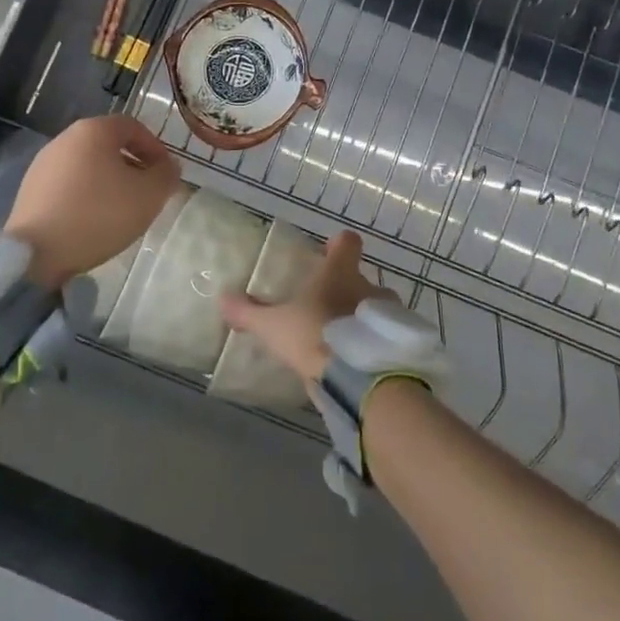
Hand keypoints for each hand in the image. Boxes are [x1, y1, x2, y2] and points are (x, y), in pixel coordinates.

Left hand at [6, 116, 179, 286]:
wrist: (36, 253)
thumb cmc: (99, 214)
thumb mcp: (149, 196)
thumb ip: (166, 175)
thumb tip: (168, 167)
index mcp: (94, 130)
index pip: (133, 127)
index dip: (155, 147)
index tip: (165, 173)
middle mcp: (65, 138)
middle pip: (108, 144)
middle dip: (132, 165)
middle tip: (146, 192)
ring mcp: (43, 164)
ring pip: (88, 165)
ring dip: (109, 181)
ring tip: (121, 210)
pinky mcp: (30, 189)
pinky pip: (68, 184)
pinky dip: (86, 195)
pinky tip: (93, 221)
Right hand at [219, 231, 390, 384]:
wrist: (359, 378)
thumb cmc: (314, 336)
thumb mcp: (273, 327)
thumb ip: (248, 312)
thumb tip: (222, 299)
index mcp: (340, 272)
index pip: (347, 242)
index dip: (338, 245)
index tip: (326, 255)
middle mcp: (369, 286)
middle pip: (361, 278)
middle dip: (348, 289)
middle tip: (327, 308)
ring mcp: (388, 314)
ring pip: (377, 307)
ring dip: (364, 317)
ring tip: (344, 339)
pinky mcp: (397, 343)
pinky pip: (385, 335)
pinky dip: (375, 342)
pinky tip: (359, 361)